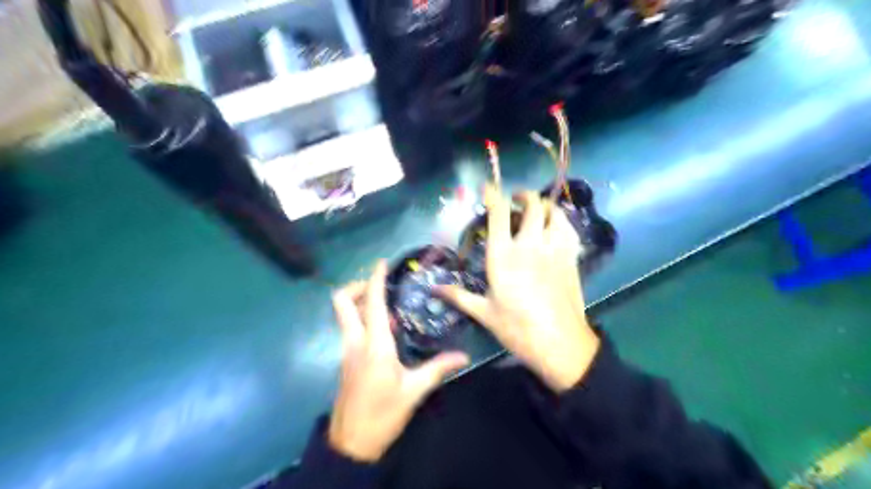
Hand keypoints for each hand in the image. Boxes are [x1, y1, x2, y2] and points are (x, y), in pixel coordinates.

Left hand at [329, 262, 469, 460]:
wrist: (351, 444)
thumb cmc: (383, 415)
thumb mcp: (414, 391)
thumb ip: (438, 368)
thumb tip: (463, 356)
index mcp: (374, 345)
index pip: (372, 303)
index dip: (375, 279)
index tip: (382, 263)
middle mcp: (355, 341)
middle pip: (342, 302)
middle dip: (358, 286)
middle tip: (381, 287)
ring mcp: (346, 350)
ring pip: (344, 314)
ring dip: (360, 301)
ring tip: (388, 304)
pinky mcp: (346, 359)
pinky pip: (350, 327)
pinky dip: (362, 318)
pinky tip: (385, 329)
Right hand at [443, 186, 598, 393]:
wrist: (560, 344)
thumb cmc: (517, 328)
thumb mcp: (484, 313)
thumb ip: (459, 296)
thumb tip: (434, 289)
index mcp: (503, 256)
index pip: (499, 213)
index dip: (493, 195)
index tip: (488, 188)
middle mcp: (529, 245)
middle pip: (531, 205)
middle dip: (523, 196)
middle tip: (516, 200)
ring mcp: (553, 249)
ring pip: (553, 212)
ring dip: (544, 206)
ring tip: (537, 211)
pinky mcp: (571, 257)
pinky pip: (569, 228)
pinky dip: (561, 220)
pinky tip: (555, 227)